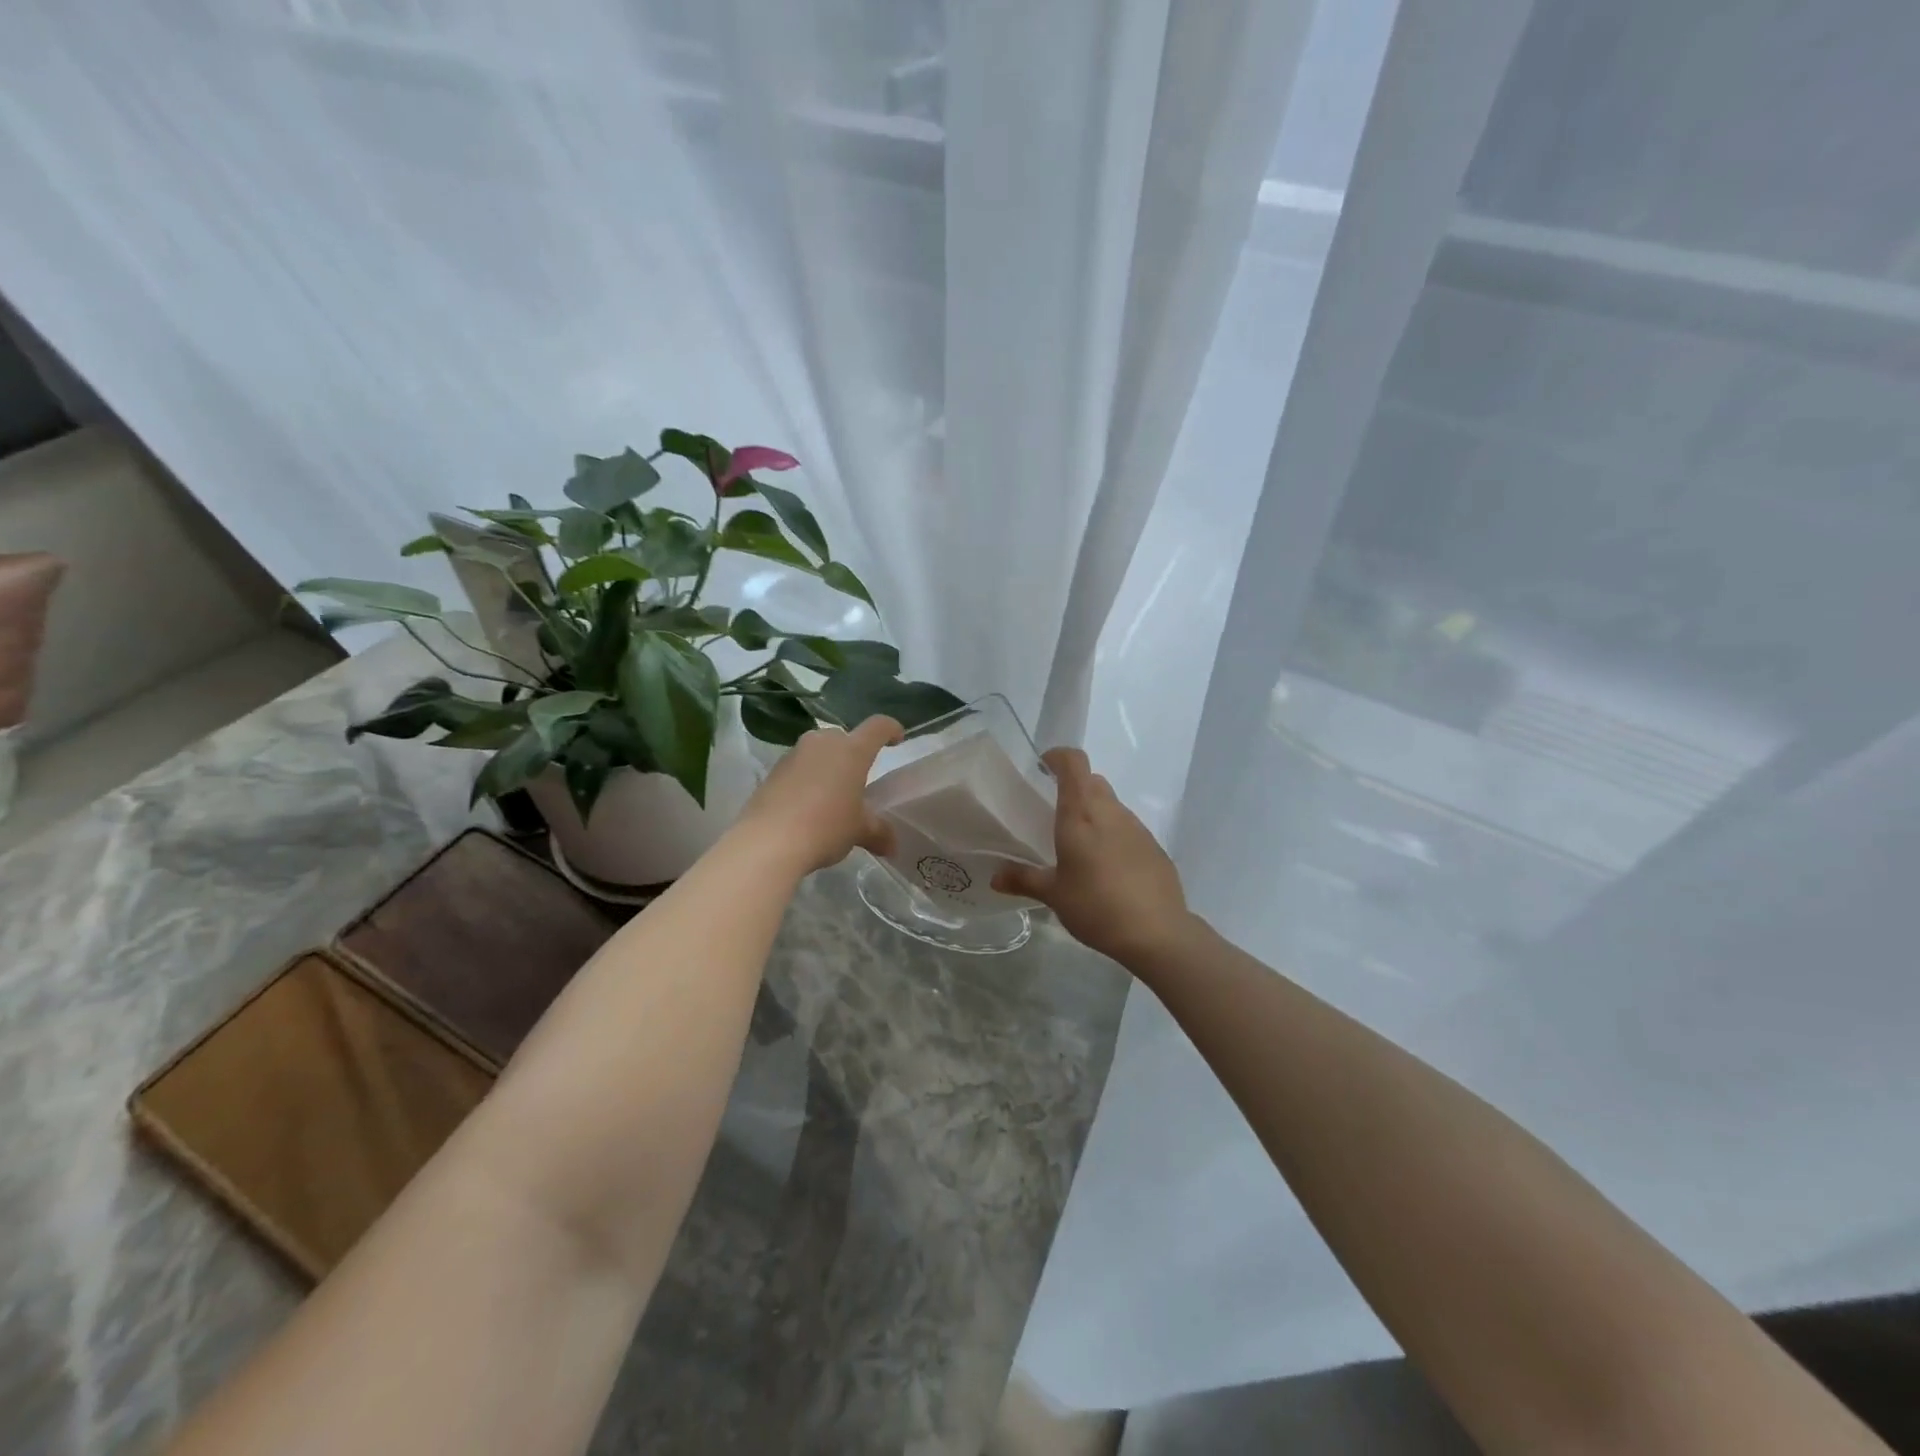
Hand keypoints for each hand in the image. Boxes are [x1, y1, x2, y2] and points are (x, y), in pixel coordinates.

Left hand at [735, 715, 902, 874]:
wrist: (768, 842)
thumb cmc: (825, 827)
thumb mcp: (858, 831)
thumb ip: (878, 832)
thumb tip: (892, 846)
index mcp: (852, 751)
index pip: (878, 726)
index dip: (891, 729)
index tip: (897, 740)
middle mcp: (822, 743)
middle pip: (844, 737)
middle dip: (854, 753)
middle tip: (858, 779)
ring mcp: (794, 754)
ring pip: (818, 751)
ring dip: (828, 766)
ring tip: (831, 795)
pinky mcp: (772, 771)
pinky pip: (798, 767)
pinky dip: (806, 779)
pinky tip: (806, 806)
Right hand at [993, 748, 1189, 963]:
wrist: (1156, 932)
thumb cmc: (1096, 905)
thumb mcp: (1054, 894)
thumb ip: (1023, 880)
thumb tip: (995, 877)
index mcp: (1081, 813)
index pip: (1073, 763)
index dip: (1058, 757)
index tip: (1042, 767)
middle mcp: (1110, 811)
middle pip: (1092, 781)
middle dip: (1073, 788)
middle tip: (1054, 813)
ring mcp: (1136, 827)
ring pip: (1111, 805)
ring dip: (1094, 813)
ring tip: (1079, 845)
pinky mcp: (1154, 847)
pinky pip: (1128, 829)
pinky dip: (1113, 836)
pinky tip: (1107, 868)